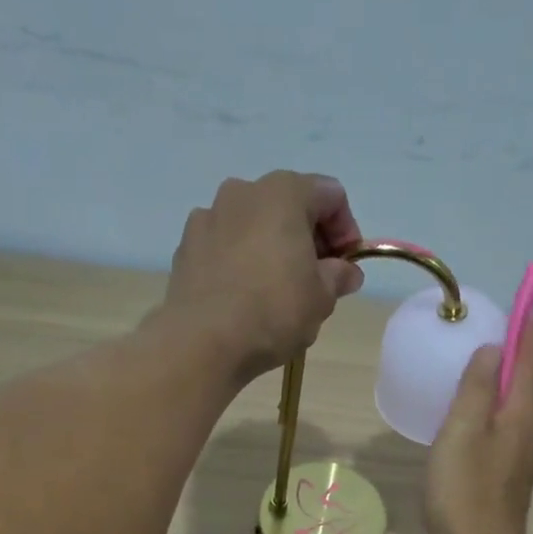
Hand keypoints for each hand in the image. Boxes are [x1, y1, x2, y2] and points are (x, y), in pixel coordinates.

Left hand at [160, 171, 365, 381]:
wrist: (202, 341)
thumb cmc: (273, 311)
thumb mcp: (321, 298)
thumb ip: (338, 277)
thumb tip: (346, 272)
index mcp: (283, 192)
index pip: (331, 195)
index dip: (347, 230)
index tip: (347, 267)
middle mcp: (242, 191)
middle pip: (289, 204)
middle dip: (309, 238)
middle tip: (317, 279)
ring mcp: (208, 216)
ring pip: (254, 224)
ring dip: (273, 247)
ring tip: (278, 289)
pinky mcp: (186, 246)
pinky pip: (225, 245)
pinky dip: (241, 260)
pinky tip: (245, 296)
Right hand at [424, 315, 532, 533]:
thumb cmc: (465, 492)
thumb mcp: (462, 433)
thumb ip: (476, 389)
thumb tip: (494, 350)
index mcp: (519, 414)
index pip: (530, 358)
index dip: (530, 325)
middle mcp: (528, 429)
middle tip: (531, 314)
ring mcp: (521, 453)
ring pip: (525, 399)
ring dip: (522, 369)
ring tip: (512, 349)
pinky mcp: (508, 472)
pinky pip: (511, 419)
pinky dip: (507, 397)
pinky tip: (490, 404)